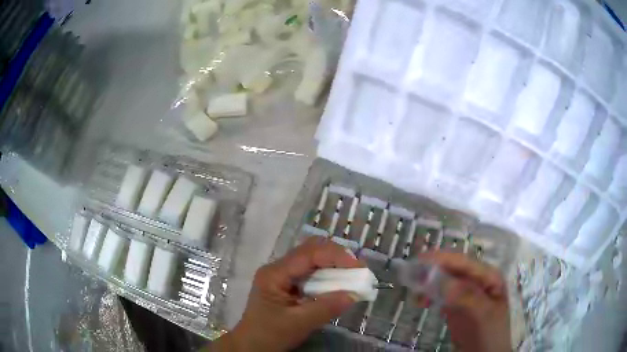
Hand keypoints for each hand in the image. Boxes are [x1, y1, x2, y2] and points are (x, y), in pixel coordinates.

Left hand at [211, 237, 361, 350]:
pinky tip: (338, 284)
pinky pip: (311, 272)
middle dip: (337, 257)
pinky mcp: (288, 284)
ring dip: (334, 265)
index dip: (336, 256)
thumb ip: (325, 308)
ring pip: (312, 259)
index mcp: (275, 273)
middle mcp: (278, 268)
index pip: (309, 254)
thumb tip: (354, 294)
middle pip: (311, 250)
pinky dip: (328, 275)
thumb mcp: (298, 324)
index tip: (359, 268)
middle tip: (357, 271)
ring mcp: (282, 274)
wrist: (251, 345)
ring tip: (352, 277)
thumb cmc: (269, 334)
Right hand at [420, 252, 511, 351]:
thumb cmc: (489, 333)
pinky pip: (442, 294)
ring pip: (444, 280)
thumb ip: (464, 295)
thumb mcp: (481, 313)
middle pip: (452, 269)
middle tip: (410, 280)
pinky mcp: (457, 304)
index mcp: (488, 275)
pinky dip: (430, 295)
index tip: (417, 261)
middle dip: (431, 271)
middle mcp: (477, 279)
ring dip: (428, 284)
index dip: (440, 259)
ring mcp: (467, 292)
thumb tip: (438, 278)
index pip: (462, 261)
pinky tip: (423, 303)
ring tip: (416, 297)